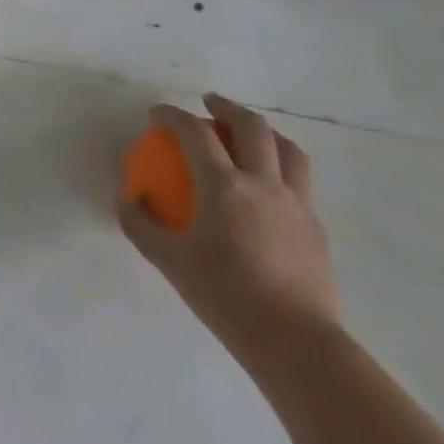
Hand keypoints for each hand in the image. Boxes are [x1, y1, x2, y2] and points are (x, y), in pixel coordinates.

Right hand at [118, 93, 338, 368]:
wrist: (294, 341)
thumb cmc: (223, 294)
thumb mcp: (167, 259)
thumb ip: (140, 224)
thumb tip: (128, 198)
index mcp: (224, 186)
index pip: (195, 133)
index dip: (173, 116)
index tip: (156, 113)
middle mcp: (264, 185)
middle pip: (252, 128)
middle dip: (227, 108)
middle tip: (208, 103)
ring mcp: (297, 205)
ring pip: (289, 151)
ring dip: (266, 132)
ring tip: (248, 134)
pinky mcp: (315, 229)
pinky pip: (299, 183)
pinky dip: (280, 168)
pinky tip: (266, 187)